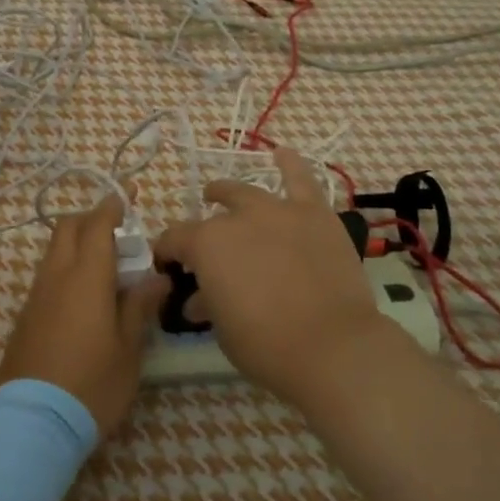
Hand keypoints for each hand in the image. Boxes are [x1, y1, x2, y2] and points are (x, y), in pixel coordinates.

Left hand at [0, 196, 169, 439]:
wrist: (33, 421)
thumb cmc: (92, 384)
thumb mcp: (128, 348)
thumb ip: (139, 306)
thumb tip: (156, 278)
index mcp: (85, 277)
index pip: (97, 225)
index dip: (113, 205)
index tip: (129, 195)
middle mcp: (55, 277)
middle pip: (68, 228)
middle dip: (92, 218)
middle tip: (120, 231)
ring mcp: (35, 296)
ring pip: (54, 251)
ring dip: (78, 244)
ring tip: (108, 266)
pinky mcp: (25, 317)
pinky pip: (47, 276)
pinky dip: (67, 269)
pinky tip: (86, 296)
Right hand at [154, 149, 396, 410]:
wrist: (332, 347)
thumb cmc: (266, 346)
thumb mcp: (222, 328)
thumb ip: (209, 303)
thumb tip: (202, 298)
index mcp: (206, 245)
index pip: (174, 240)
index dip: (167, 253)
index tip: (168, 268)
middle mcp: (237, 218)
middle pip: (212, 217)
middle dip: (201, 231)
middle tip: (204, 248)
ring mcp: (279, 211)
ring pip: (248, 192)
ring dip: (230, 193)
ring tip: (220, 193)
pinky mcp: (316, 215)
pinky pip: (302, 180)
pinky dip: (291, 164)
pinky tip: (283, 153)